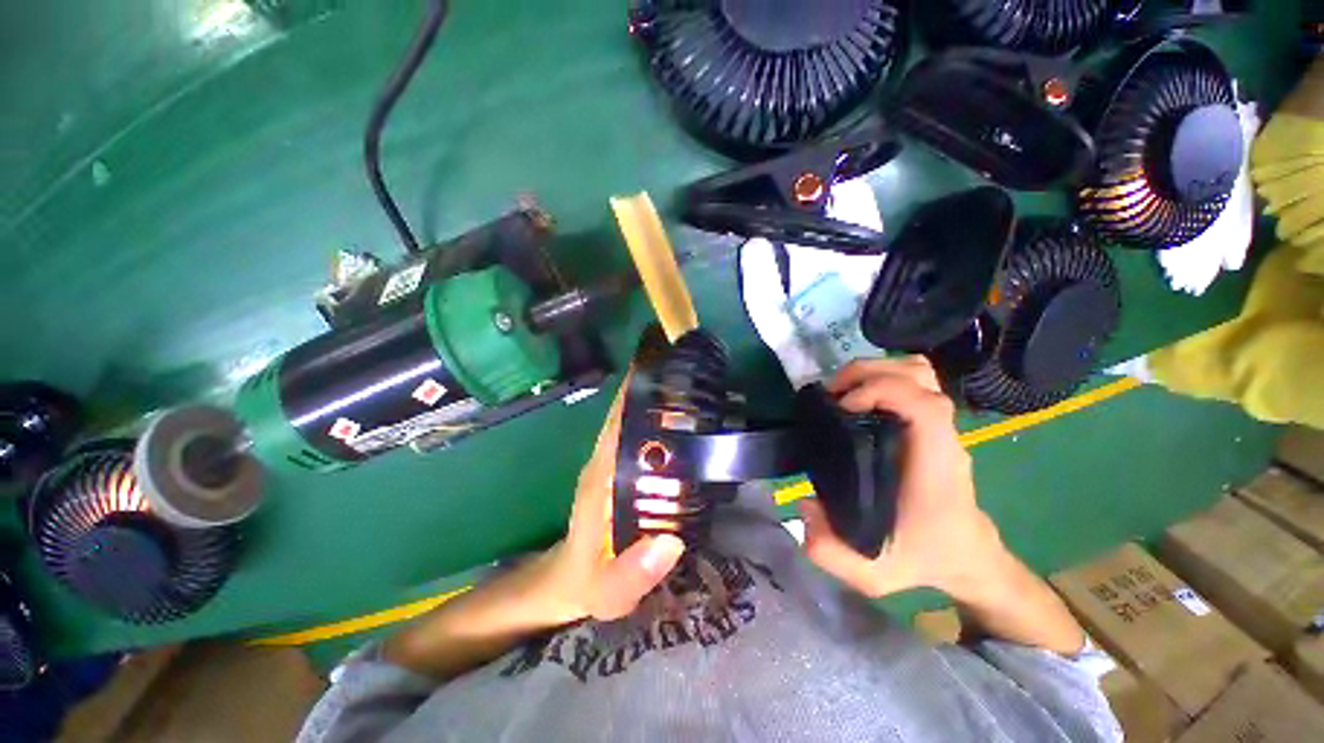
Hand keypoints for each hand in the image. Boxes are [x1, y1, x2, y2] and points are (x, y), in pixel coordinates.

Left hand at [535, 376, 684, 622]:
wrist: (569, 582)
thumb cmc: (586, 580)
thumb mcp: (608, 591)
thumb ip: (632, 574)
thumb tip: (671, 543)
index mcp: (601, 474)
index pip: (617, 421)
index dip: (635, 391)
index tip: (662, 366)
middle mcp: (606, 458)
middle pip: (630, 412)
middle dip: (657, 389)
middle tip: (696, 372)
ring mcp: (613, 461)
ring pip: (636, 421)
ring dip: (660, 402)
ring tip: (698, 388)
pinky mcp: (621, 468)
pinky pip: (641, 437)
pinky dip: (660, 422)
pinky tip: (688, 423)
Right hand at [798, 357, 1009, 599]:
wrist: (965, 555)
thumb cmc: (923, 558)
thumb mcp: (873, 573)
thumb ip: (830, 551)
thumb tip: (805, 505)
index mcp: (934, 463)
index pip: (924, 404)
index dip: (880, 390)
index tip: (842, 406)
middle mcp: (940, 436)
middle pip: (918, 373)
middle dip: (868, 372)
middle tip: (832, 394)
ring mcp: (936, 425)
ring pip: (917, 371)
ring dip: (874, 370)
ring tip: (841, 391)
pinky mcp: (928, 424)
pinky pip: (911, 382)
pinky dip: (882, 377)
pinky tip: (856, 398)